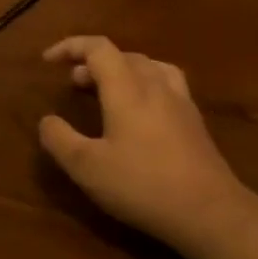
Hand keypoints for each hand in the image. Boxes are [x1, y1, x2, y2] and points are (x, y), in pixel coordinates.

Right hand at [39, 36, 257, 258]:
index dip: (71, 47)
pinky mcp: (195, 120)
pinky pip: (166, 83)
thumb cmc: (143, 185)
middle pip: (123, 55)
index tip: (48, 60)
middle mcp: (155, 85)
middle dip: (93, 62)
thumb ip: (60, 140)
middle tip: (73, 83)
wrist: (210, 211)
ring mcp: (180, 101)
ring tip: (106, 89)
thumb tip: (47, 120)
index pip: (98, 48)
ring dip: (122, 70)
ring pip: (148, 66)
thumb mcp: (88, 168)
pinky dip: (145, 83)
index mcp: (127, 88)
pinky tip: (142, 110)